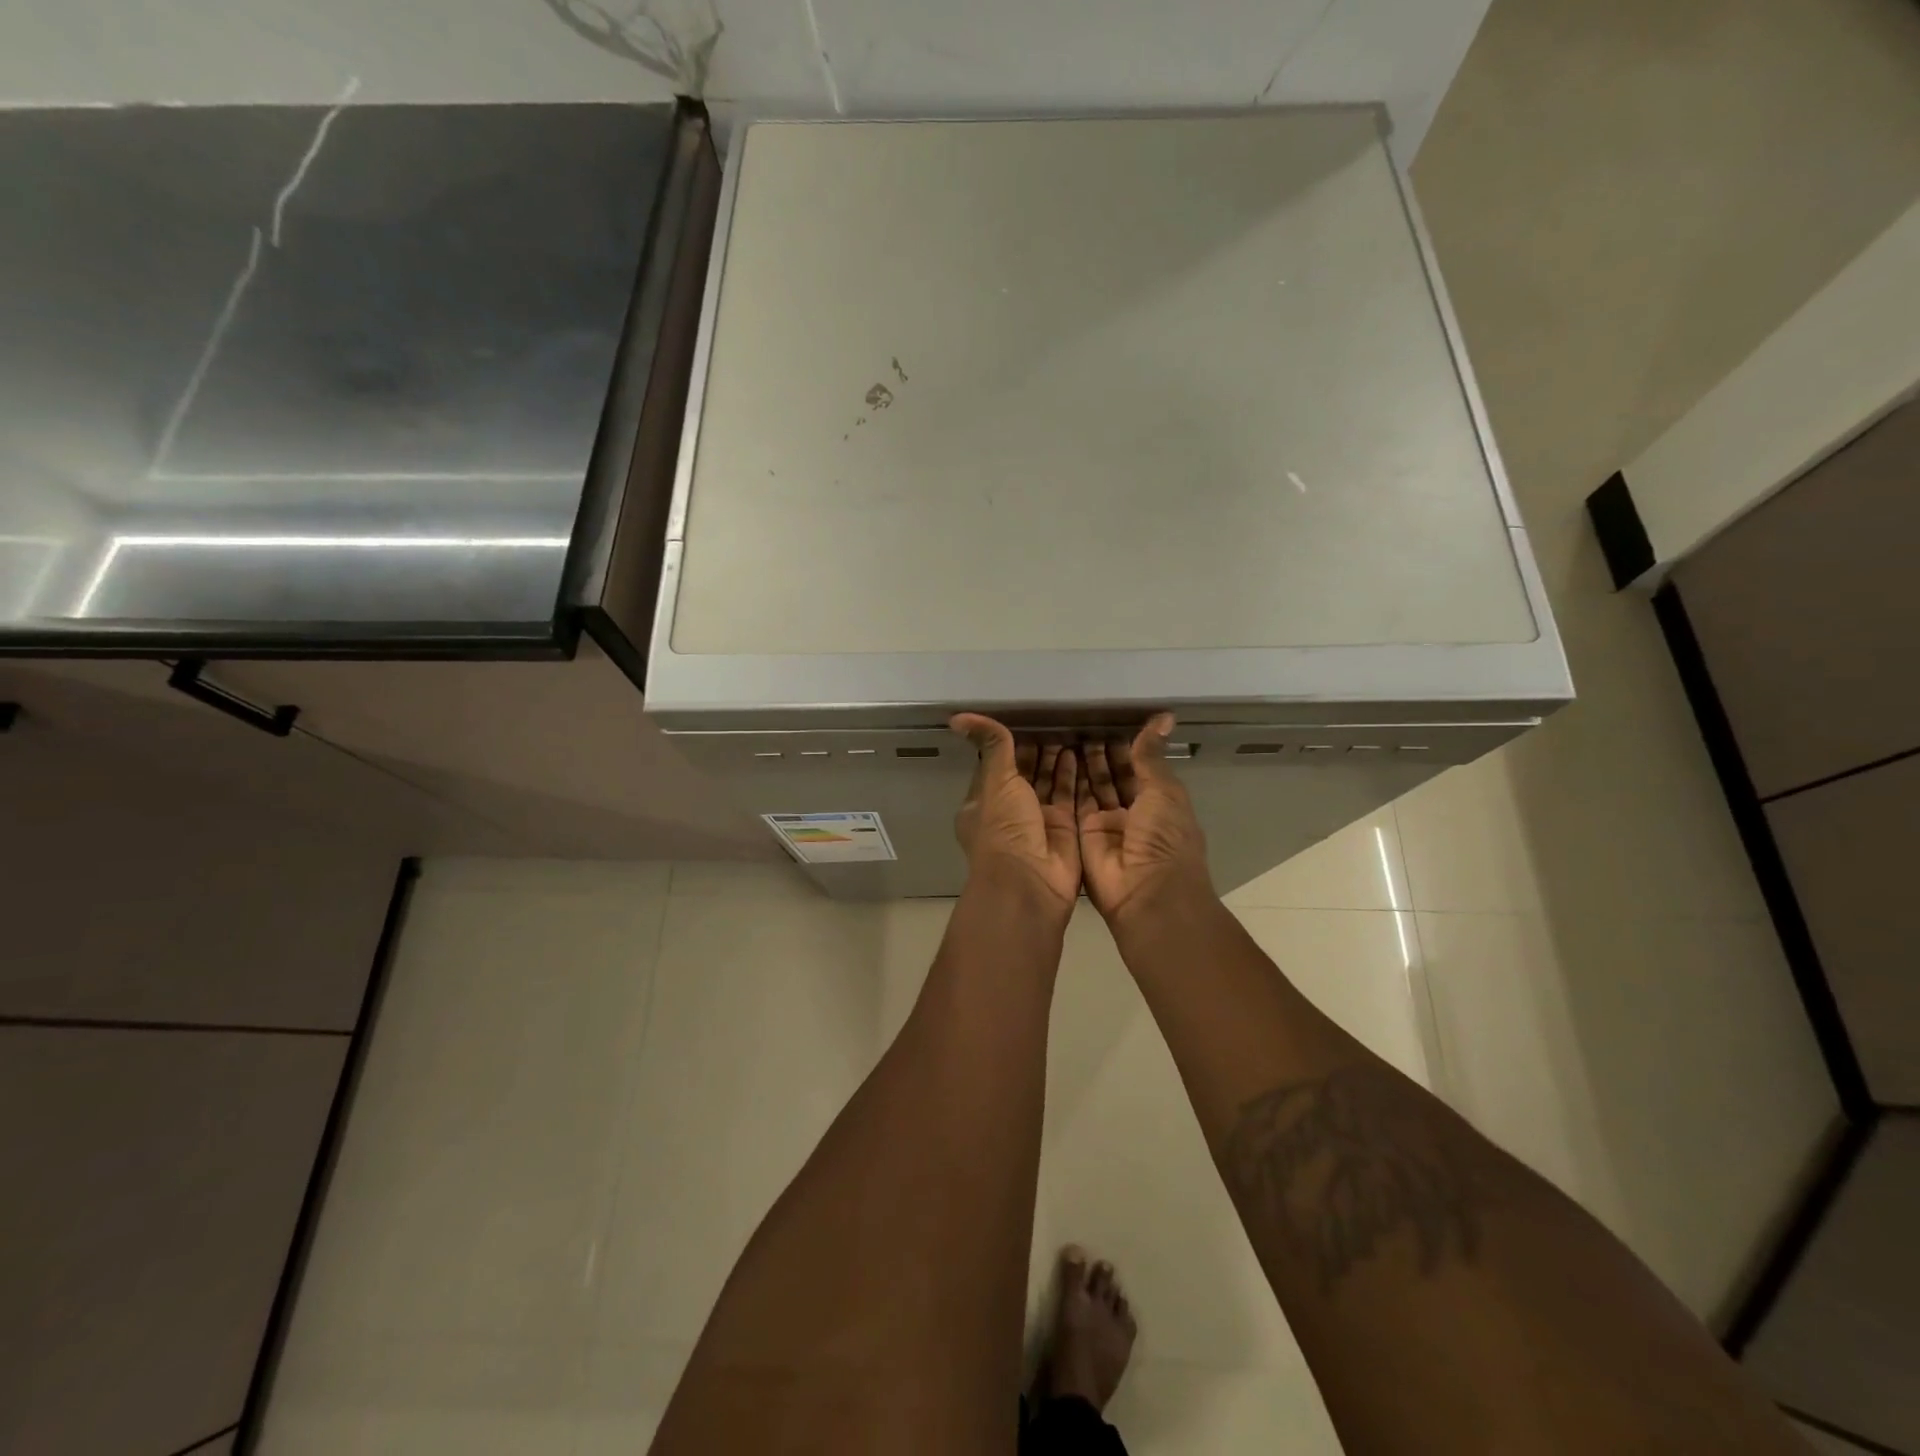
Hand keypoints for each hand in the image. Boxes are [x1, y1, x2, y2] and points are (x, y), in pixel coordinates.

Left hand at [951, 714, 1081, 915]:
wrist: (1030, 882)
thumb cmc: (1004, 828)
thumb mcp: (995, 781)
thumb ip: (991, 746)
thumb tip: (957, 717)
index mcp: (983, 803)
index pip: (996, 765)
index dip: (1009, 743)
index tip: (1025, 718)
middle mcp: (1009, 812)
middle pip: (1025, 774)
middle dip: (1038, 750)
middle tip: (1056, 720)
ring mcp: (1037, 821)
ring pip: (1049, 784)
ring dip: (1058, 760)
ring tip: (1072, 730)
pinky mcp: (1064, 829)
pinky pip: (1070, 796)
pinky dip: (1075, 776)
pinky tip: (1082, 752)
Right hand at [1077, 714, 1211, 927]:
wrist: (1146, 893)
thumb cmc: (1164, 838)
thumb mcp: (1163, 791)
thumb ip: (1151, 755)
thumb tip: (1164, 716)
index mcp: (1160, 802)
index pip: (1140, 767)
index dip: (1126, 746)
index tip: (1106, 720)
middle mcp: (1133, 812)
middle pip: (1113, 777)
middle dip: (1100, 753)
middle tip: (1079, 723)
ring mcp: (1107, 825)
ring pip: (1092, 788)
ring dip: (1082, 765)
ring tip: (1064, 733)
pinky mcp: (1083, 835)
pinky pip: (1074, 804)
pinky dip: (1066, 782)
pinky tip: (1055, 757)